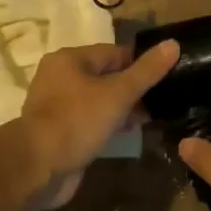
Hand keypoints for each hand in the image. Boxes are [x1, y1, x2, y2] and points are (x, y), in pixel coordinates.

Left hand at [18, 40, 179, 208]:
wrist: (37, 167)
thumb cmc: (77, 120)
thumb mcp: (117, 93)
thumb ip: (146, 71)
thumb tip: (173, 43)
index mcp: (69, 59)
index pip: (114, 53)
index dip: (140, 63)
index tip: (166, 76)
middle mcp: (59, 78)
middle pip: (105, 76)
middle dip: (132, 89)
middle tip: (160, 101)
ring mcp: (57, 107)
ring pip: (98, 100)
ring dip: (121, 109)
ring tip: (149, 119)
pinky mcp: (59, 132)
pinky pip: (90, 121)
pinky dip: (108, 125)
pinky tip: (127, 134)